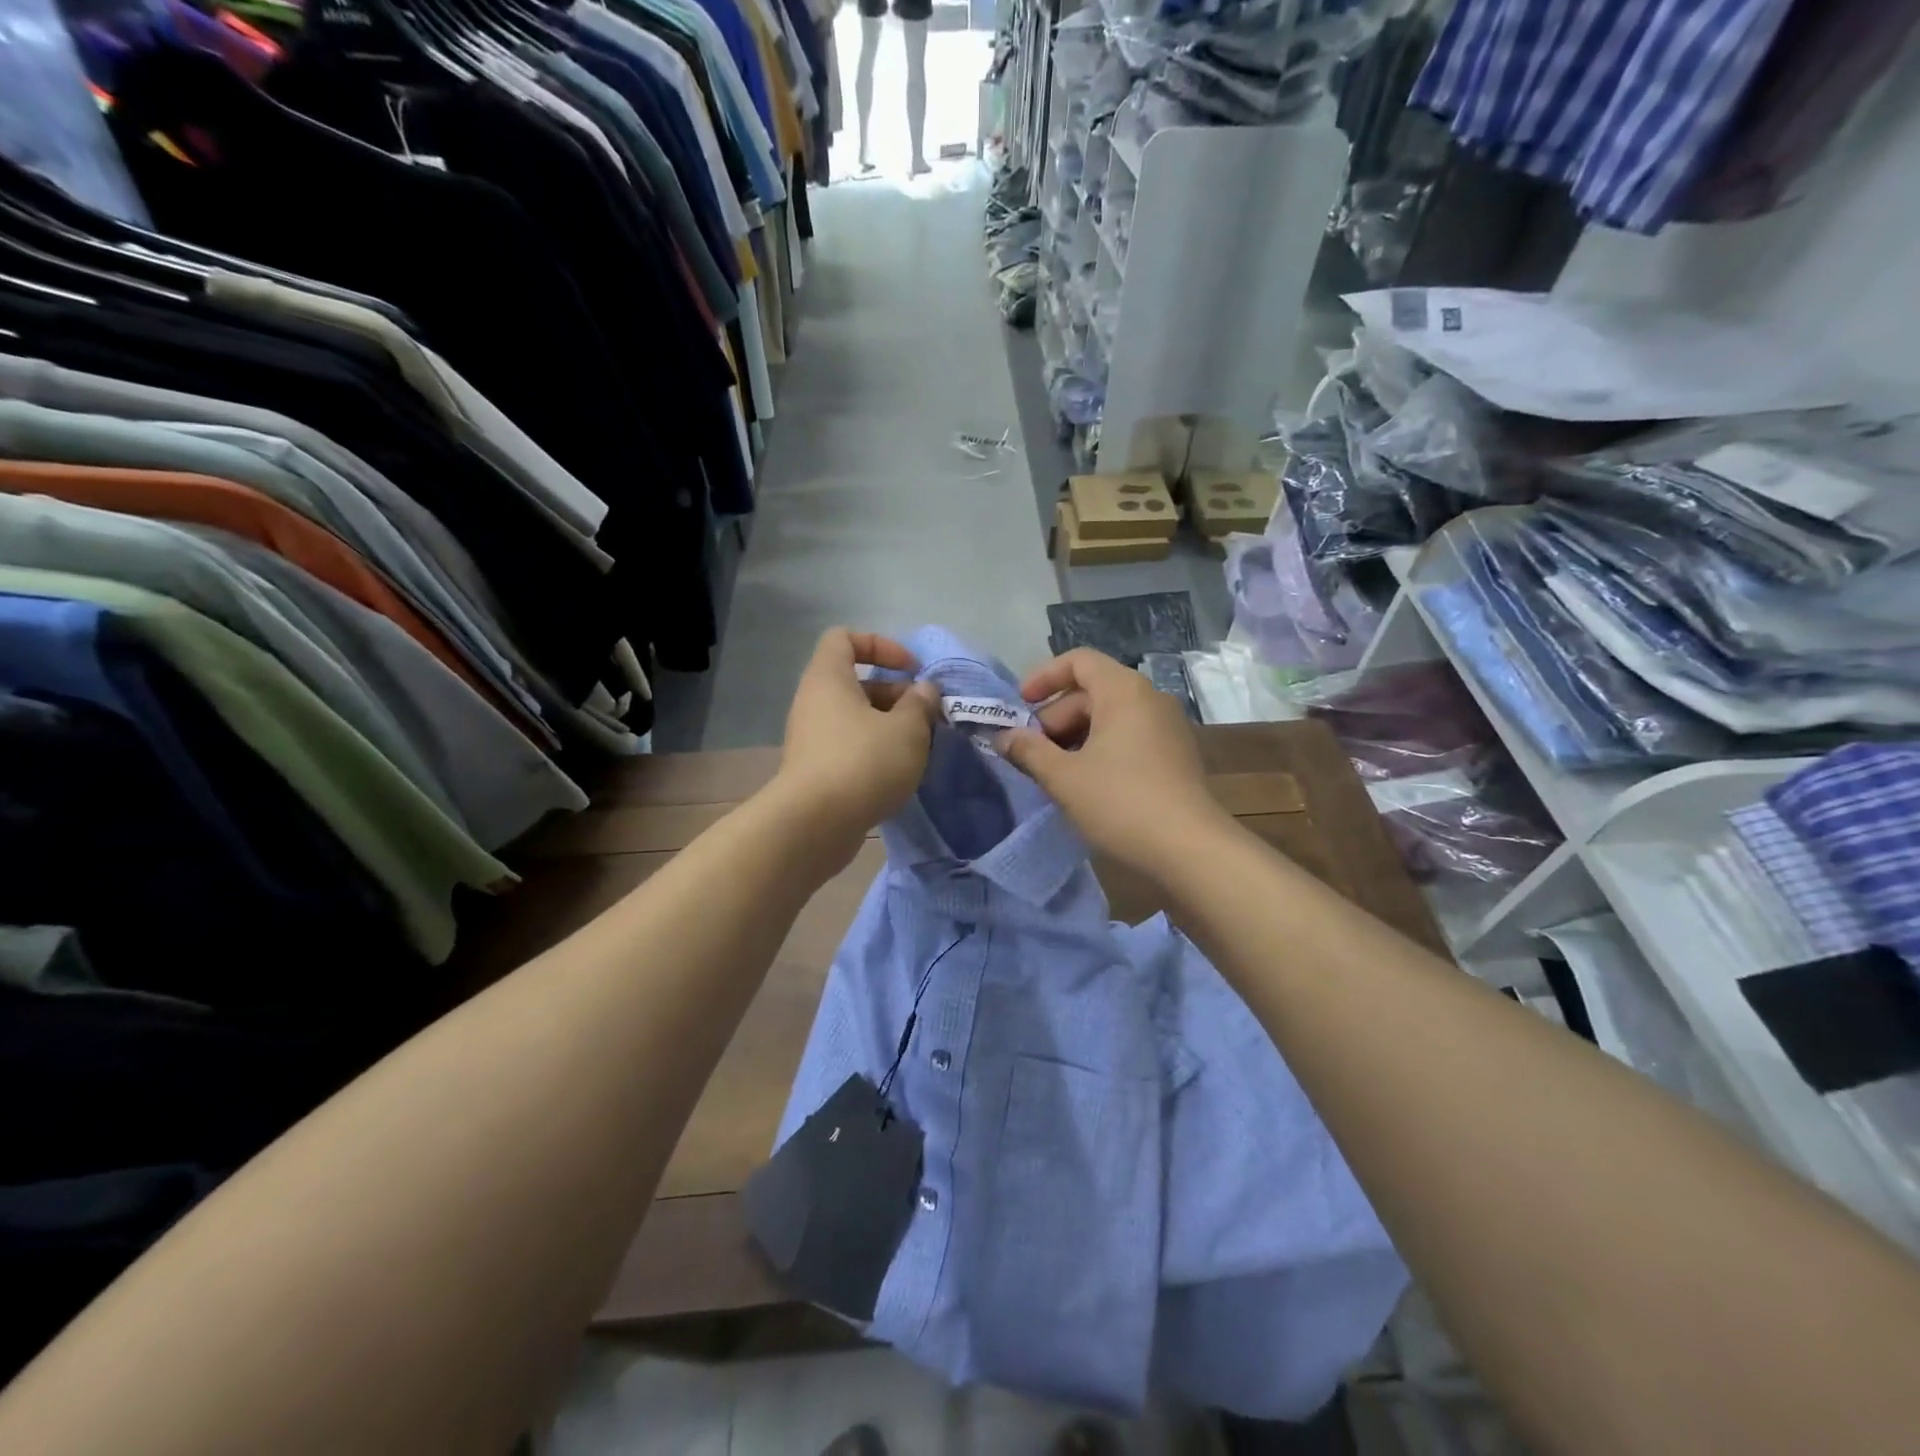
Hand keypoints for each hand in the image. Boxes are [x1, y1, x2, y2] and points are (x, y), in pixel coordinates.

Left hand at [773, 629, 941, 858]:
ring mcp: (812, 738)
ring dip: (890, 726)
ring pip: (855, 718)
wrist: (814, 825)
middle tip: (926, 717)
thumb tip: (923, 691)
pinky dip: (875, 751)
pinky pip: (849, 746)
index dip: (880, 645)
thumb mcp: (907, 729)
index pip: (844, 638)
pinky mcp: (815, 770)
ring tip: (919, 747)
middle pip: (856, 682)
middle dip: (895, 693)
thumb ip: (920, 704)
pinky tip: (898, 773)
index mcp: (829, 679)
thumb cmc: (863, 763)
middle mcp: (814, 702)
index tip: (910, 670)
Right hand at [996, 647, 1228, 874]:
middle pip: (1091, 692)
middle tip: (1030, 754)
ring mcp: (1167, 728)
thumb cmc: (1120, 802)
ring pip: (1109, 718)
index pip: (1078, 661)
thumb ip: (1029, 751)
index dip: (1043, 677)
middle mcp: (1149, 699)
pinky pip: (1128, 738)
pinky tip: (1084, 785)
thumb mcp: (1063, 777)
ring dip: (1074, 738)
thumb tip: (1004, 737)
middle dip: (1054, 718)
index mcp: (1123, 691)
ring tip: (1052, 773)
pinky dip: (1100, 750)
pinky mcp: (1175, 756)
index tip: (1019, 707)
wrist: (1190, 849)